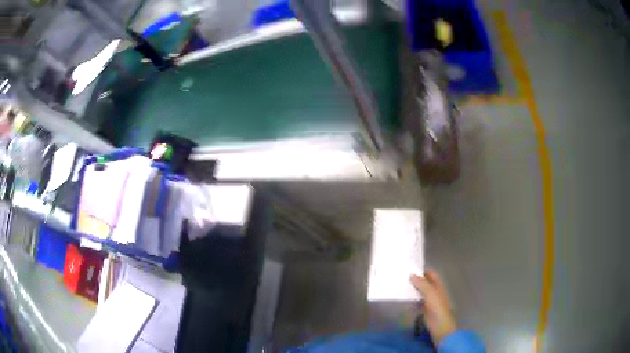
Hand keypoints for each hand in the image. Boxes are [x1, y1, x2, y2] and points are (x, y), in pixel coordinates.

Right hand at [410, 270, 456, 343]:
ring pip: (420, 292)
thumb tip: (411, 275)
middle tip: (403, 277)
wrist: (439, 325)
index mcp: (438, 286)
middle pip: (425, 283)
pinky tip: (404, 299)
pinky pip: (417, 301)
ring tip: (401, 286)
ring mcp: (429, 301)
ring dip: (413, 289)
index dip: (423, 271)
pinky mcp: (424, 309)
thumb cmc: (437, 307)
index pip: (431, 274)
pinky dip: (411, 300)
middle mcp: (434, 291)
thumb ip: (422, 284)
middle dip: (416, 280)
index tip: (411, 269)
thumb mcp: (430, 293)